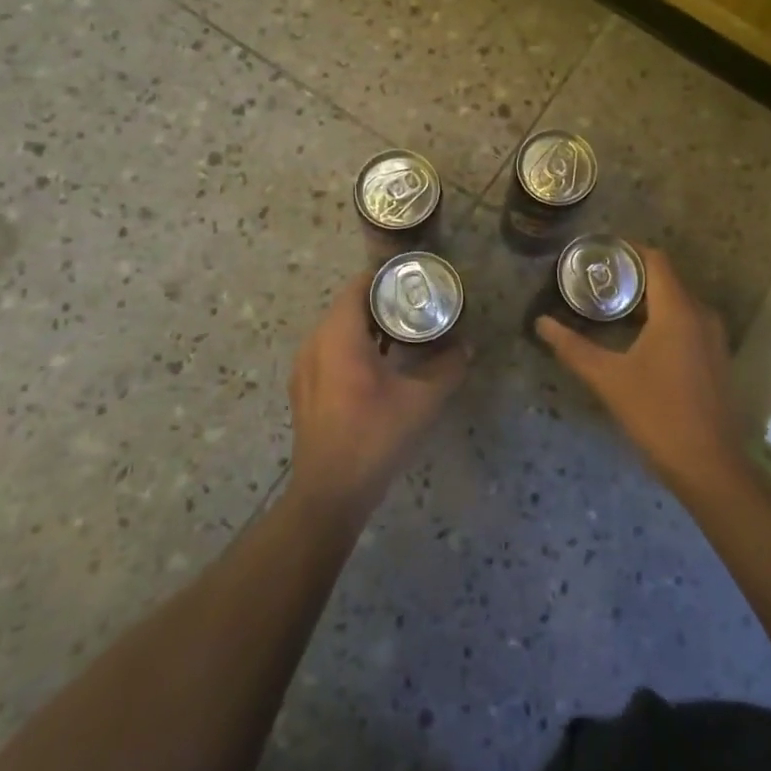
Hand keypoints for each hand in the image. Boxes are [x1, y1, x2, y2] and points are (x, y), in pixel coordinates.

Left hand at [287, 274, 470, 519]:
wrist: (330, 492)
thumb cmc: (375, 436)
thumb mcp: (422, 400)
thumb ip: (448, 367)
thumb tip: (468, 346)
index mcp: (339, 336)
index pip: (359, 285)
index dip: (388, 277)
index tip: (416, 281)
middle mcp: (315, 343)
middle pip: (348, 305)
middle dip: (382, 302)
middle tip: (417, 305)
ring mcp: (304, 367)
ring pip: (337, 329)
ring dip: (367, 326)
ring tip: (402, 333)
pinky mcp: (303, 389)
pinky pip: (328, 350)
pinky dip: (353, 346)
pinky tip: (378, 365)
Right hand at [535, 245, 744, 488]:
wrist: (709, 466)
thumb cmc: (657, 414)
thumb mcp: (609, 379)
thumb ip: (573, 348)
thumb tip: (541, 324)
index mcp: (678, 310)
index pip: (656, 259)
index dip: (628, 249)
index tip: (599, 252)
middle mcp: (701, 314)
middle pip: (666, 279)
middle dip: (632, 275)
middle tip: (595, 281)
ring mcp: (713, 337)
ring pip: (678, 301)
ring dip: (647, 299)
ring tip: (610, 308)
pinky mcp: (716, 357)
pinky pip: (688, 322)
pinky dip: (663, 318)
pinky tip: (638, 338)